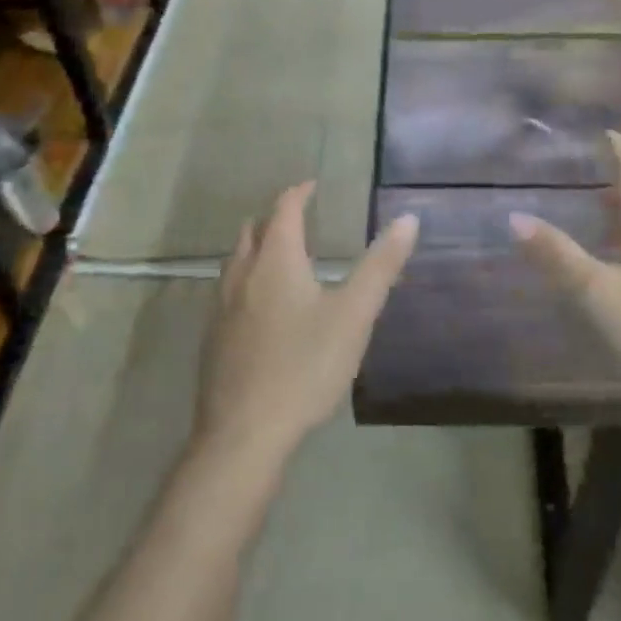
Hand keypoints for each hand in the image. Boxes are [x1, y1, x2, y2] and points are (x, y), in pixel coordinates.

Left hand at [198, 182, 419, 466]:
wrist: (243, 435)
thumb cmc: (305, 366)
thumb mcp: (354, 315)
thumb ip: (381, 266)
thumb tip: (408, 219)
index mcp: (276, 262)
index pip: (283, 211)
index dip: (298, 193)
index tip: (312, 185)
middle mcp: (242, 276)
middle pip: (252, 232)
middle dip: (274, 218)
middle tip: (298, 217)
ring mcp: (220, 309)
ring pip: (235, 262)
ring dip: (256, 248)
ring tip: (281, 256)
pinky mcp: (212, 340)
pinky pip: (228, 293)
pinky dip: (247, 280)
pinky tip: (262, 308)